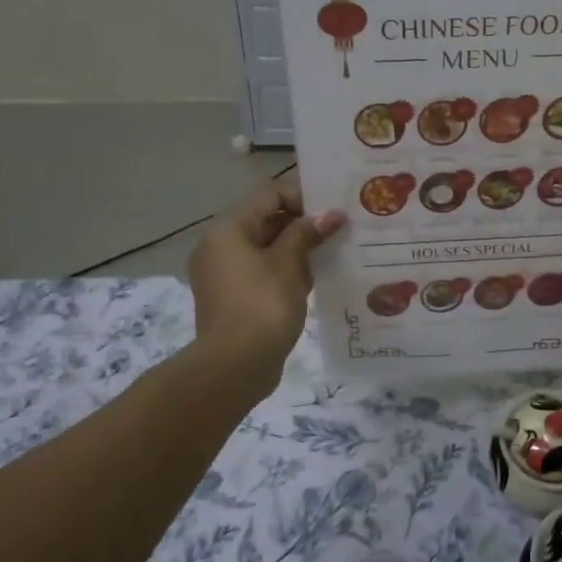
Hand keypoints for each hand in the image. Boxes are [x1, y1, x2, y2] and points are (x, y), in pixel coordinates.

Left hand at [188, 177, 343, 382]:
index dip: (303, 196)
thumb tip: (331, 214)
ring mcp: (224, 274)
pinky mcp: (234, 298)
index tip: (334, 209)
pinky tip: (318, 276)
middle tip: (341, 228)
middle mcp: (220, 246)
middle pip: (266, 220)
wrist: (235, 366)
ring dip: (298, 248)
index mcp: (228, 230)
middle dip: (303, 223)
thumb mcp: (289, 265)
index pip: (268, 195)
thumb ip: (307, 234)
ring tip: (335, 250)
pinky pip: (263, 272)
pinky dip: (288, 270)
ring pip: (267, 248)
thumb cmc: (262, 306)